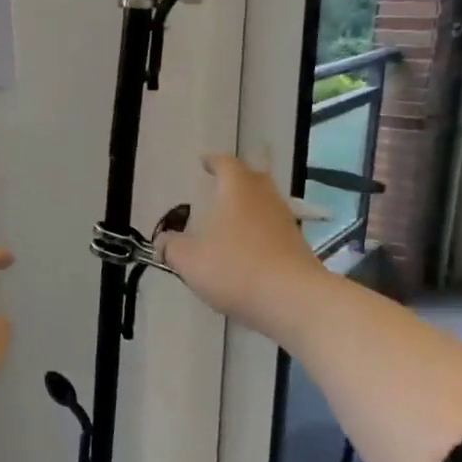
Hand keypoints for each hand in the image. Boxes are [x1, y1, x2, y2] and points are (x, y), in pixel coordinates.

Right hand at [159, 155, 322, 349]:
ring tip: (231, 222)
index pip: (226, 164)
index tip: (204, 162)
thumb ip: (171, 247)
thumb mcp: (189, 260)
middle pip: (254, 179)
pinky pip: (274, 231)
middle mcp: (265, 199)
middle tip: (220, 187)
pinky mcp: (298, 247)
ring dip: (250, 208)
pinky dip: (260, 233)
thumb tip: (163, 241)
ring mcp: (286, 223)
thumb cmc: (235, 270)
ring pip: (266, 205)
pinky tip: (247, 251)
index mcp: (238, 192)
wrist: (294, 300)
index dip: (214, 161)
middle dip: (237, 180)